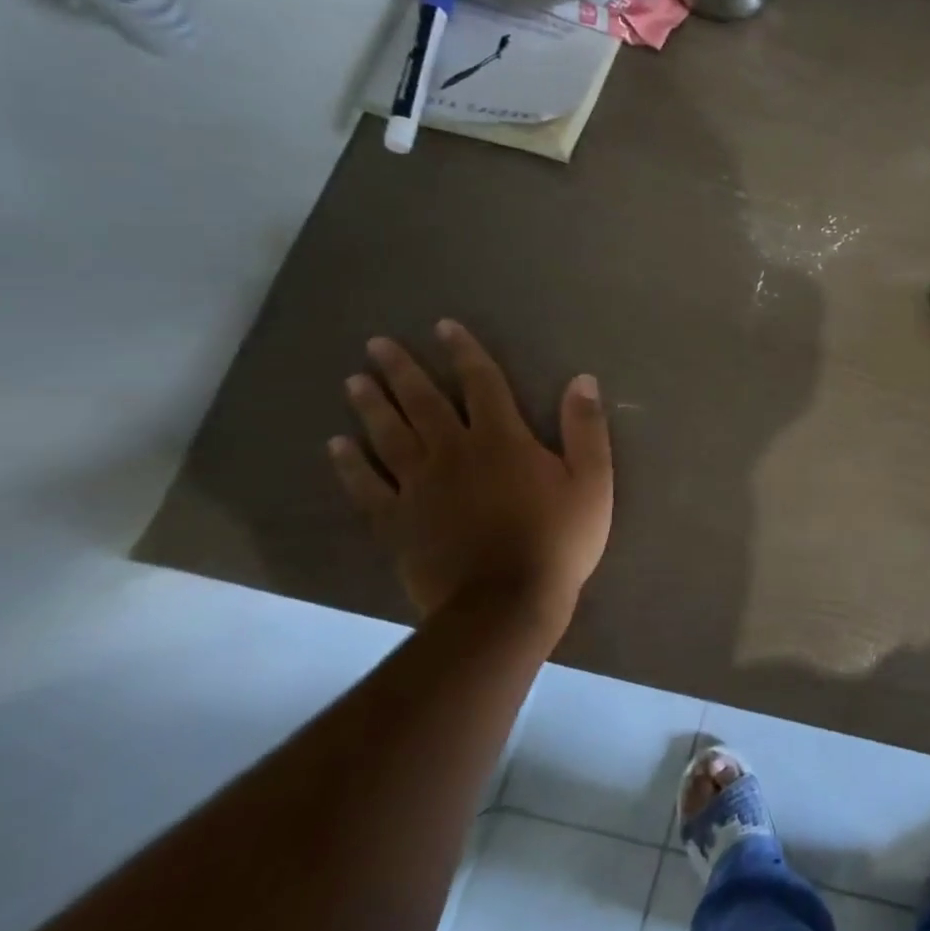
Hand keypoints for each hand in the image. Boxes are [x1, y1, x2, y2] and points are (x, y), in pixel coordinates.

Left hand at [329, 320, 612, 642]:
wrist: (506, 603)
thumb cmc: (558, 540)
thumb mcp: (593, 481)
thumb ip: (586, 429)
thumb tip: (582, 379)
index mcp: (502, 440)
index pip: (481, 384)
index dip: (464, 353)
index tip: (444, 327)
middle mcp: (454, 453)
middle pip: (423, 403)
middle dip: (402, 370)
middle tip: (377, 344)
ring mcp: (419, 488)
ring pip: (389, 437)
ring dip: (371, 406)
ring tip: (354, 381)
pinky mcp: (398, 522)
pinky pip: (367, 487)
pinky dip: (350, 465)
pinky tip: (336, 446)